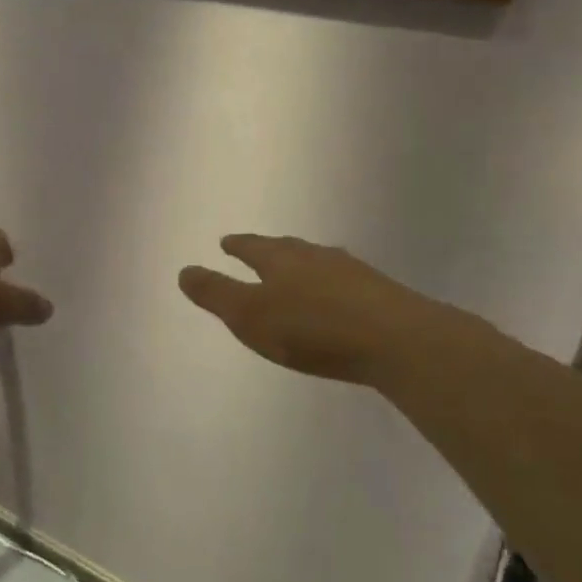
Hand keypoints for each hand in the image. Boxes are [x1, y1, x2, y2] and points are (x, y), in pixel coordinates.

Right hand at [179, 234, 471, 387]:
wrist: (397, 340)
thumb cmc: (312, 328)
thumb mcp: (250, 315)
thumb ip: (216, 294)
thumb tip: (184, 270)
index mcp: (280, 259)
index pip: (252, 247)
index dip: (237, 245)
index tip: (226, 242)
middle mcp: (315, 256)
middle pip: (286, 249)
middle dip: (269, 251)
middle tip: (257, 250)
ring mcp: (351, 272)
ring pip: (318, 262)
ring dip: (302, 266)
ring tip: (295, 272)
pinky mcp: (380, 293)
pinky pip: (344, 282)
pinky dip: (330, 286)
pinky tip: (336, 299)